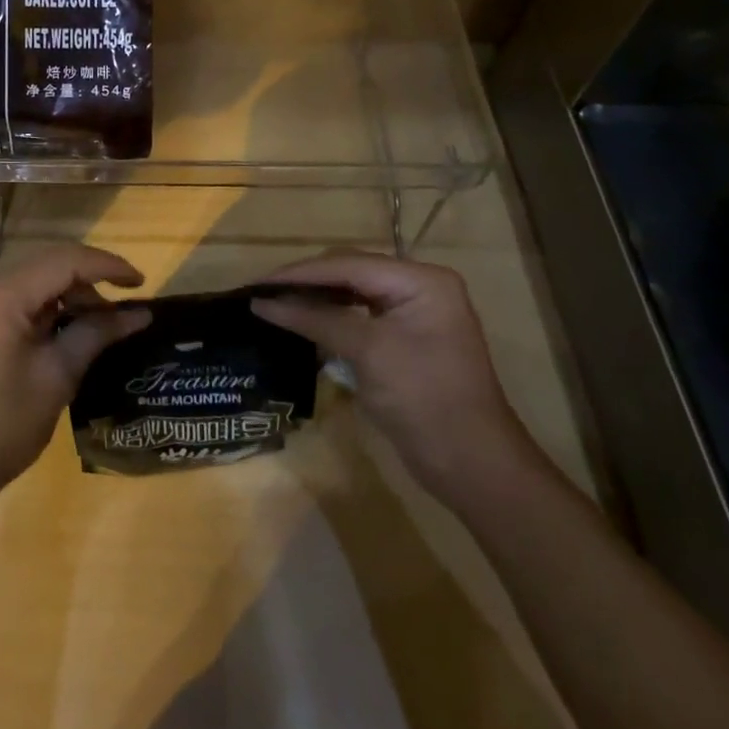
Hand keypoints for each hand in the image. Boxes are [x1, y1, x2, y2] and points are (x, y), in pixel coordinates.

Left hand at [0, 245, 147, 513]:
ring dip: (56, 302)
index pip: (64, 260)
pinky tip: (42, 345)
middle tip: (114, 318)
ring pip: (19, 288)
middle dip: (83, 287)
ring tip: (83, 333)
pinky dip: (28, 315)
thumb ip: (96, 334)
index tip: (140, 283)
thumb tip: (138, 314)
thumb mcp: (56, 379)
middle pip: (40, 270)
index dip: (107, 266)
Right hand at [251, 251, 536, 507]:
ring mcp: (414, 312)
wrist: (472, 465)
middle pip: (349, 271)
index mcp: (420, 279)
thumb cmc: (423, 398)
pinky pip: (360, 314)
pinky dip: (331, 317)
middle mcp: (419, 286)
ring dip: (315, 298)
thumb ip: (315, 319)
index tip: (256, 283)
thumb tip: (263, 303)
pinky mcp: (406, 337)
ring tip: (275, 304)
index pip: (348, 264)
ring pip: (351, 292)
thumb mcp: (367, 352)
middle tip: (262, 293)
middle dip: (305, 281)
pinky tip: (304, 322)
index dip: (299, 273)